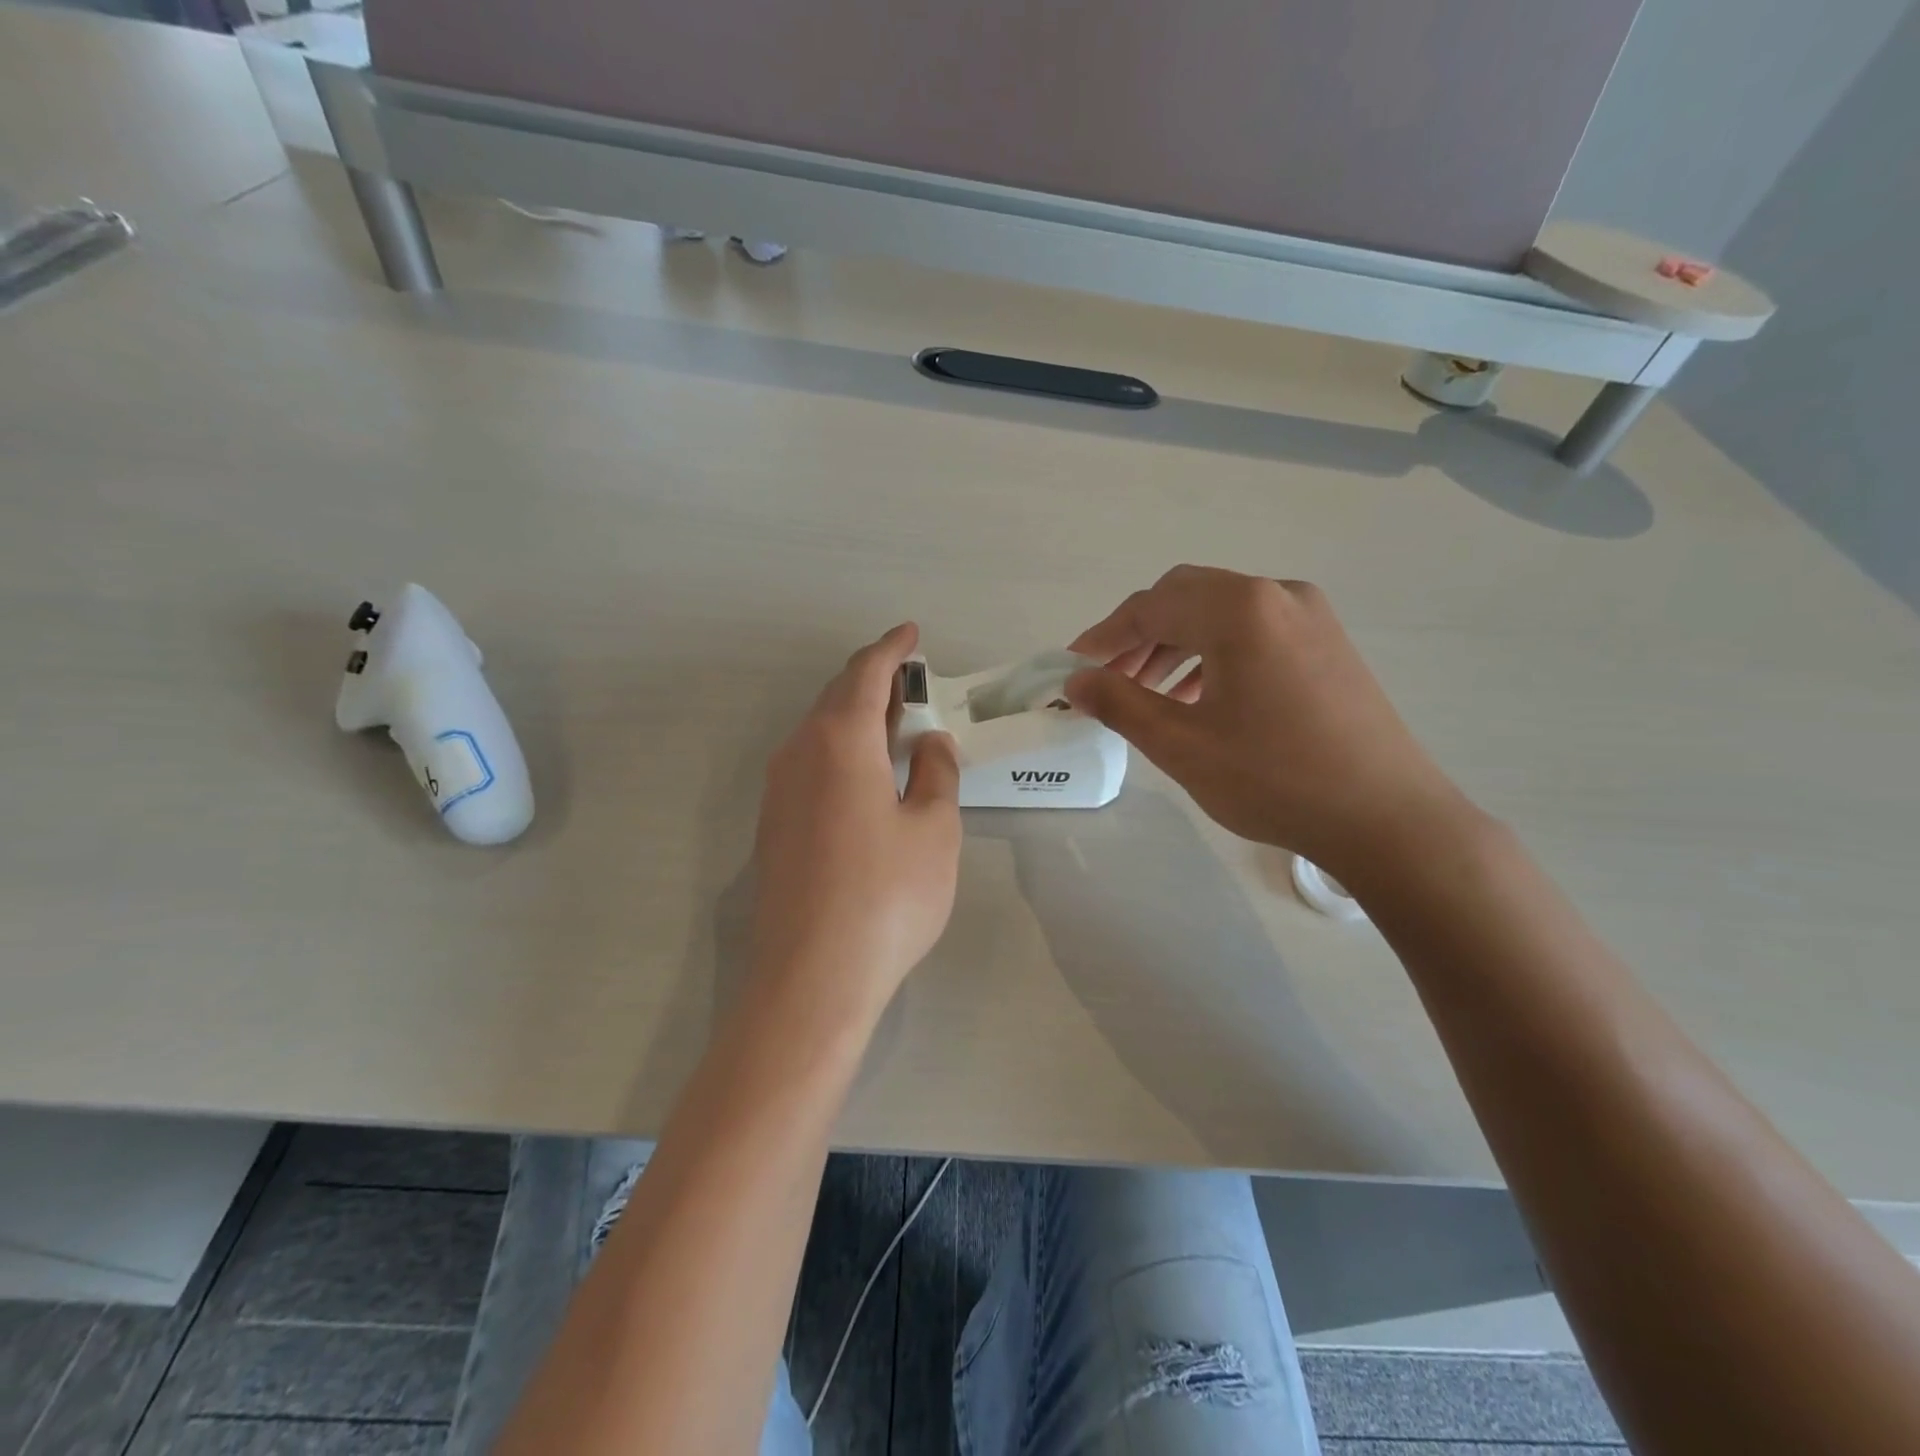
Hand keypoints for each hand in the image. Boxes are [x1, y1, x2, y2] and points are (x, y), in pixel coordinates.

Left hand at [749, 624, 961, 1017]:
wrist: (810, 977)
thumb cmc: (886, 896)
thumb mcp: (934, 830)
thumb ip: (936, 775)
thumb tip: (929, 743)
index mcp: (840, 740)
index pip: (865, 673)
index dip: (891, 649)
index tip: (910, 634)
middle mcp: (799, 753)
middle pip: (836, 697)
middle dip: (873, 682)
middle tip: (910, 681)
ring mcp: (778, 791)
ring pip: (819, 732)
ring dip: (856, 719)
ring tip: (894, 727)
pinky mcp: (772, 826)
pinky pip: (809, 764)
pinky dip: (841, 752)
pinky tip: (865, 777)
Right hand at [1067, 566, 1473, 880]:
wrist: (1388, 819)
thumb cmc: (1275, 779)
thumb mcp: (1182, 745)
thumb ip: (1119, 704)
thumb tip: (1074, 681)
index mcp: (1239, 609)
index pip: (1150, 607)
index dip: (1103, 636)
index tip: (1071, 668)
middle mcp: (1277, 594)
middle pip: (1185, 598)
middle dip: (1138, 635)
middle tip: (1108, 679)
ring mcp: (1310, 616)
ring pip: (1220, 614)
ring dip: (1175, 645)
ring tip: (1147, 694)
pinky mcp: (1327, 643)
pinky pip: (1253, 632)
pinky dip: (1214, 654)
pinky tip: (1199, 697)